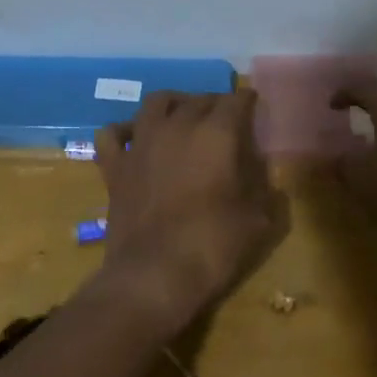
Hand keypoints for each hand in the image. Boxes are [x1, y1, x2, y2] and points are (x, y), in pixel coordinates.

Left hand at [91, 91, 285, 335]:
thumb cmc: (212, 247)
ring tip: (184, 117)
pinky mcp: (114, 166)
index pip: (236, 101)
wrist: (154, 276)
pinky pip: (112, 133)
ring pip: (156, 102)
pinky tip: (136, 138)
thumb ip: (264, 189)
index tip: (255, 110)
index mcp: (216, 135)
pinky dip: (125, 130)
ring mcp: (141, 144)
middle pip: (199, 100)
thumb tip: (264, 174)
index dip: (248, 102)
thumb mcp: (258, 221)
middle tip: (226, 121)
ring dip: (175, 104)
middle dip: (216, 105)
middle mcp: (177, 127)